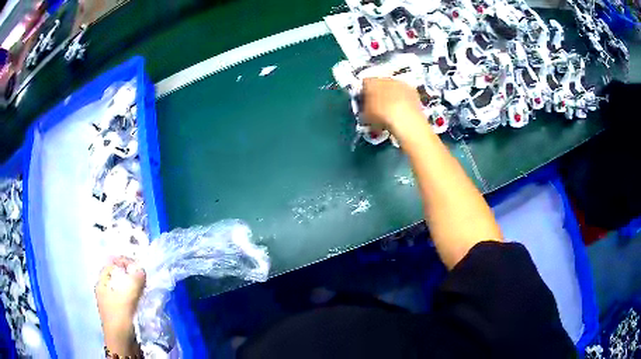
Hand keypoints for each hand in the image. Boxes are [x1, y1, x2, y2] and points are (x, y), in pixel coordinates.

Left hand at [95, 256, 145, 353]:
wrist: (122, 344)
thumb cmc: (119, 318)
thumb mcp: (127, 298)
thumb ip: (135, 282)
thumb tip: (142, 269)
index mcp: (102, 284)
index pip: (111, 265)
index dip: (122, 261)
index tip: (136, 264)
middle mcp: (106, 291)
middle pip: (118, 276)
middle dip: (130, 273)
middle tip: (143, 275)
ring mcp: (114, 302)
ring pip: (124, 287)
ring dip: (134, 285)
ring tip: (145, 286)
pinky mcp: (122, 312)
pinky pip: (129, 298)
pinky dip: (136, 295)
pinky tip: (143, 298)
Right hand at [361, 78, 424, 130]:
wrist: (404, 117)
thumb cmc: (381, 115)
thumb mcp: (366, 115)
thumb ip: (364, 108)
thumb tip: (364, 109)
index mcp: (370, 82)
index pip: (365, 83)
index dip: (365, 93)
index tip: (365, 101)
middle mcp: (385, 78)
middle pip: (380, 84)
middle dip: (379, 93)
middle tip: (379, 106)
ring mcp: (400, 83)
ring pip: (393, 87)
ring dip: (392, 95)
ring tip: (392, 109)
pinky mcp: (412, 90)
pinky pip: (405, 93)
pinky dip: (404, 99)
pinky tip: (403, 110)